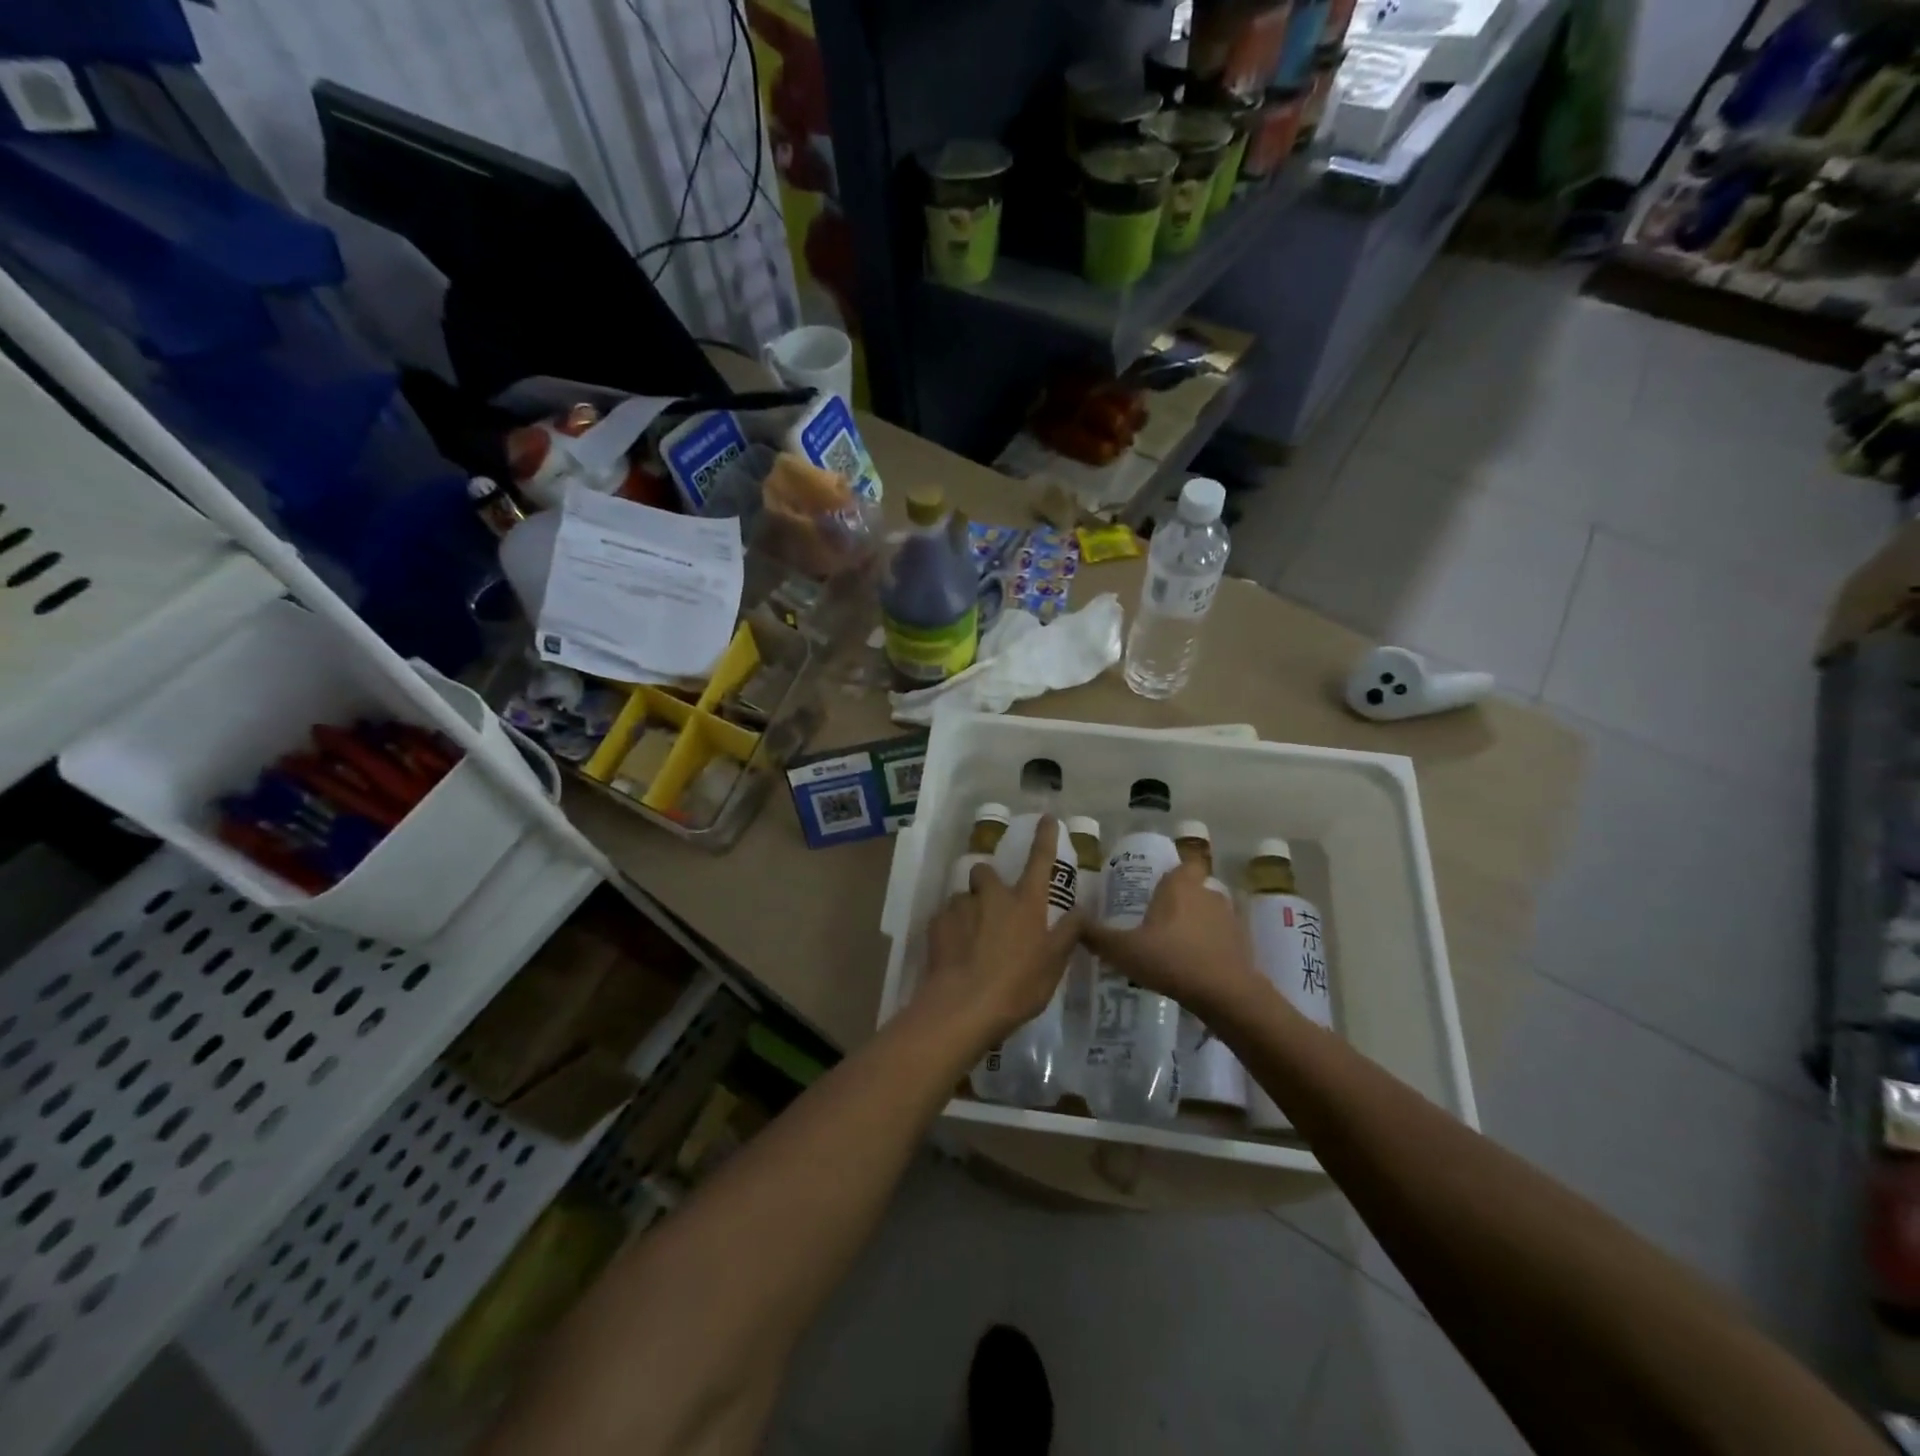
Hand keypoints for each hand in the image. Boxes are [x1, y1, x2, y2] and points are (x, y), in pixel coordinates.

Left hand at [916, 815, 1081, 1046]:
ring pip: (964, 897)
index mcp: (1026, 903)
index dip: (1045, 838)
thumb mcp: (1053, 964)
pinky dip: (951, 930)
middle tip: (994, 912)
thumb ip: (1068, 933)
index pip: (1040, 861)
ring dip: (969, 910)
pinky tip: (954, 954)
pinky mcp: (937, 923)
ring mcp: (962, 907)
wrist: (964, 1006)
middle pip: (986, 872)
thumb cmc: (1017, 986)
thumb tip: (1081, 910)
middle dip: (988, 883)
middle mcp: (993, 896)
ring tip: (972, 942)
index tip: (1047, 817)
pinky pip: (945, 918)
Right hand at [1081, 859, 1262, 1019]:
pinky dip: (1212, 946)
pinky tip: (1195, 965)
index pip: (1184, 862)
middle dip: (1181, 899)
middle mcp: (1207, 894)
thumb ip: (1097, 936)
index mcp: (1180, 886)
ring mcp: (1229, 919)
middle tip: (1159, 918)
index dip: (1175, 870)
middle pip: (1195, 887)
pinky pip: (1222, 938)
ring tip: (1176, 944)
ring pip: (1210, 912)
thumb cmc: (1171, 960)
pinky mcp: (1243, 944)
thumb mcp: (1123, 950)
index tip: (1159, 884)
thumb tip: (1074, 922)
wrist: (1226, 994)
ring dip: (1197, 923)